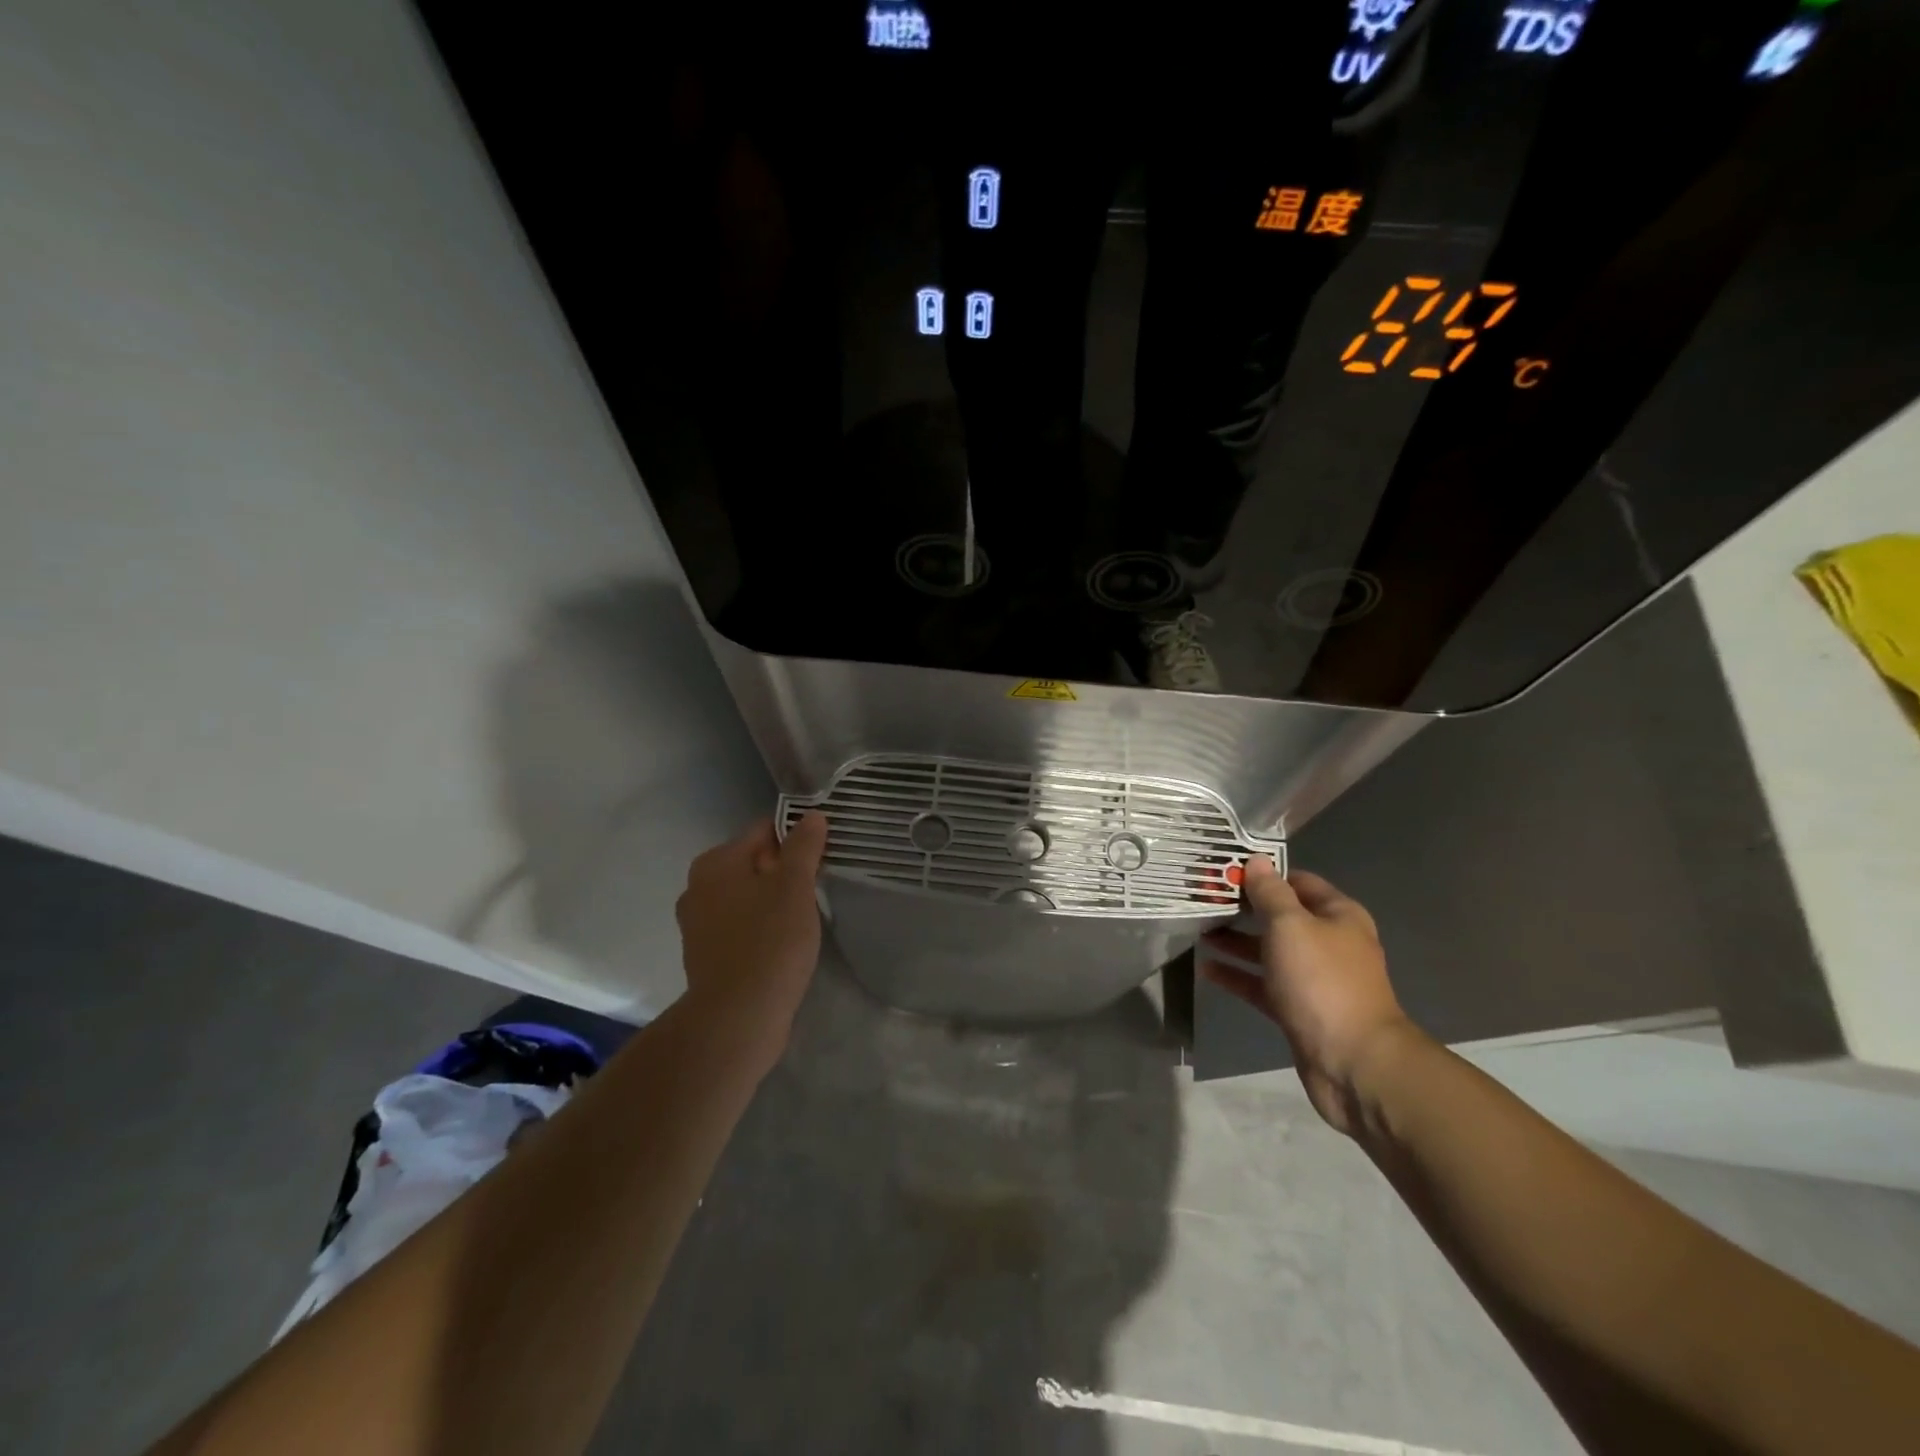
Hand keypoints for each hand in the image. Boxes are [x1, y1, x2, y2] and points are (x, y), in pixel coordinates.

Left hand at [675, 813, 828, 1071]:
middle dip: (785, 872)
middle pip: (754, 863)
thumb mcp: (795, 887)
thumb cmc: (769, 942)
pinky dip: (760, 927)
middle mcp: (698, 886)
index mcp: (716, 862)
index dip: (797, 839)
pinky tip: (783, 944)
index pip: (764, 831)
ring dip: (774, 901)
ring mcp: (698, 923)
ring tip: (804, 918)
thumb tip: (811, 816)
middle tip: (816, 889)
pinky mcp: (705, 954)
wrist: (737, 1018)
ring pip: (747, 896)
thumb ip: (804, 847)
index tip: (823, 857)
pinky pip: (740, 925)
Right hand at [1200, 859, 1417, 1135]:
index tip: (1225, 870)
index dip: (1263, 874)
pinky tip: (1207, 969)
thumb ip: (1270, 893)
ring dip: (1236, 942)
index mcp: (1337, 916)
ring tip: (1198, 931)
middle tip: (1203, 899)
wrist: (1353, 1062)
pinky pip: (1263, 984)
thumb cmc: (1322, 981)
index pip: (1297, 882)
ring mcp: (1314, 979)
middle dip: (1244, 908)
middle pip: (1280, 917)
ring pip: (1269, 951)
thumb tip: (1257, 861)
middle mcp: (1328, 943)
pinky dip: (1238, 975)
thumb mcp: (1291, 926)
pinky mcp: (1298, 1009)